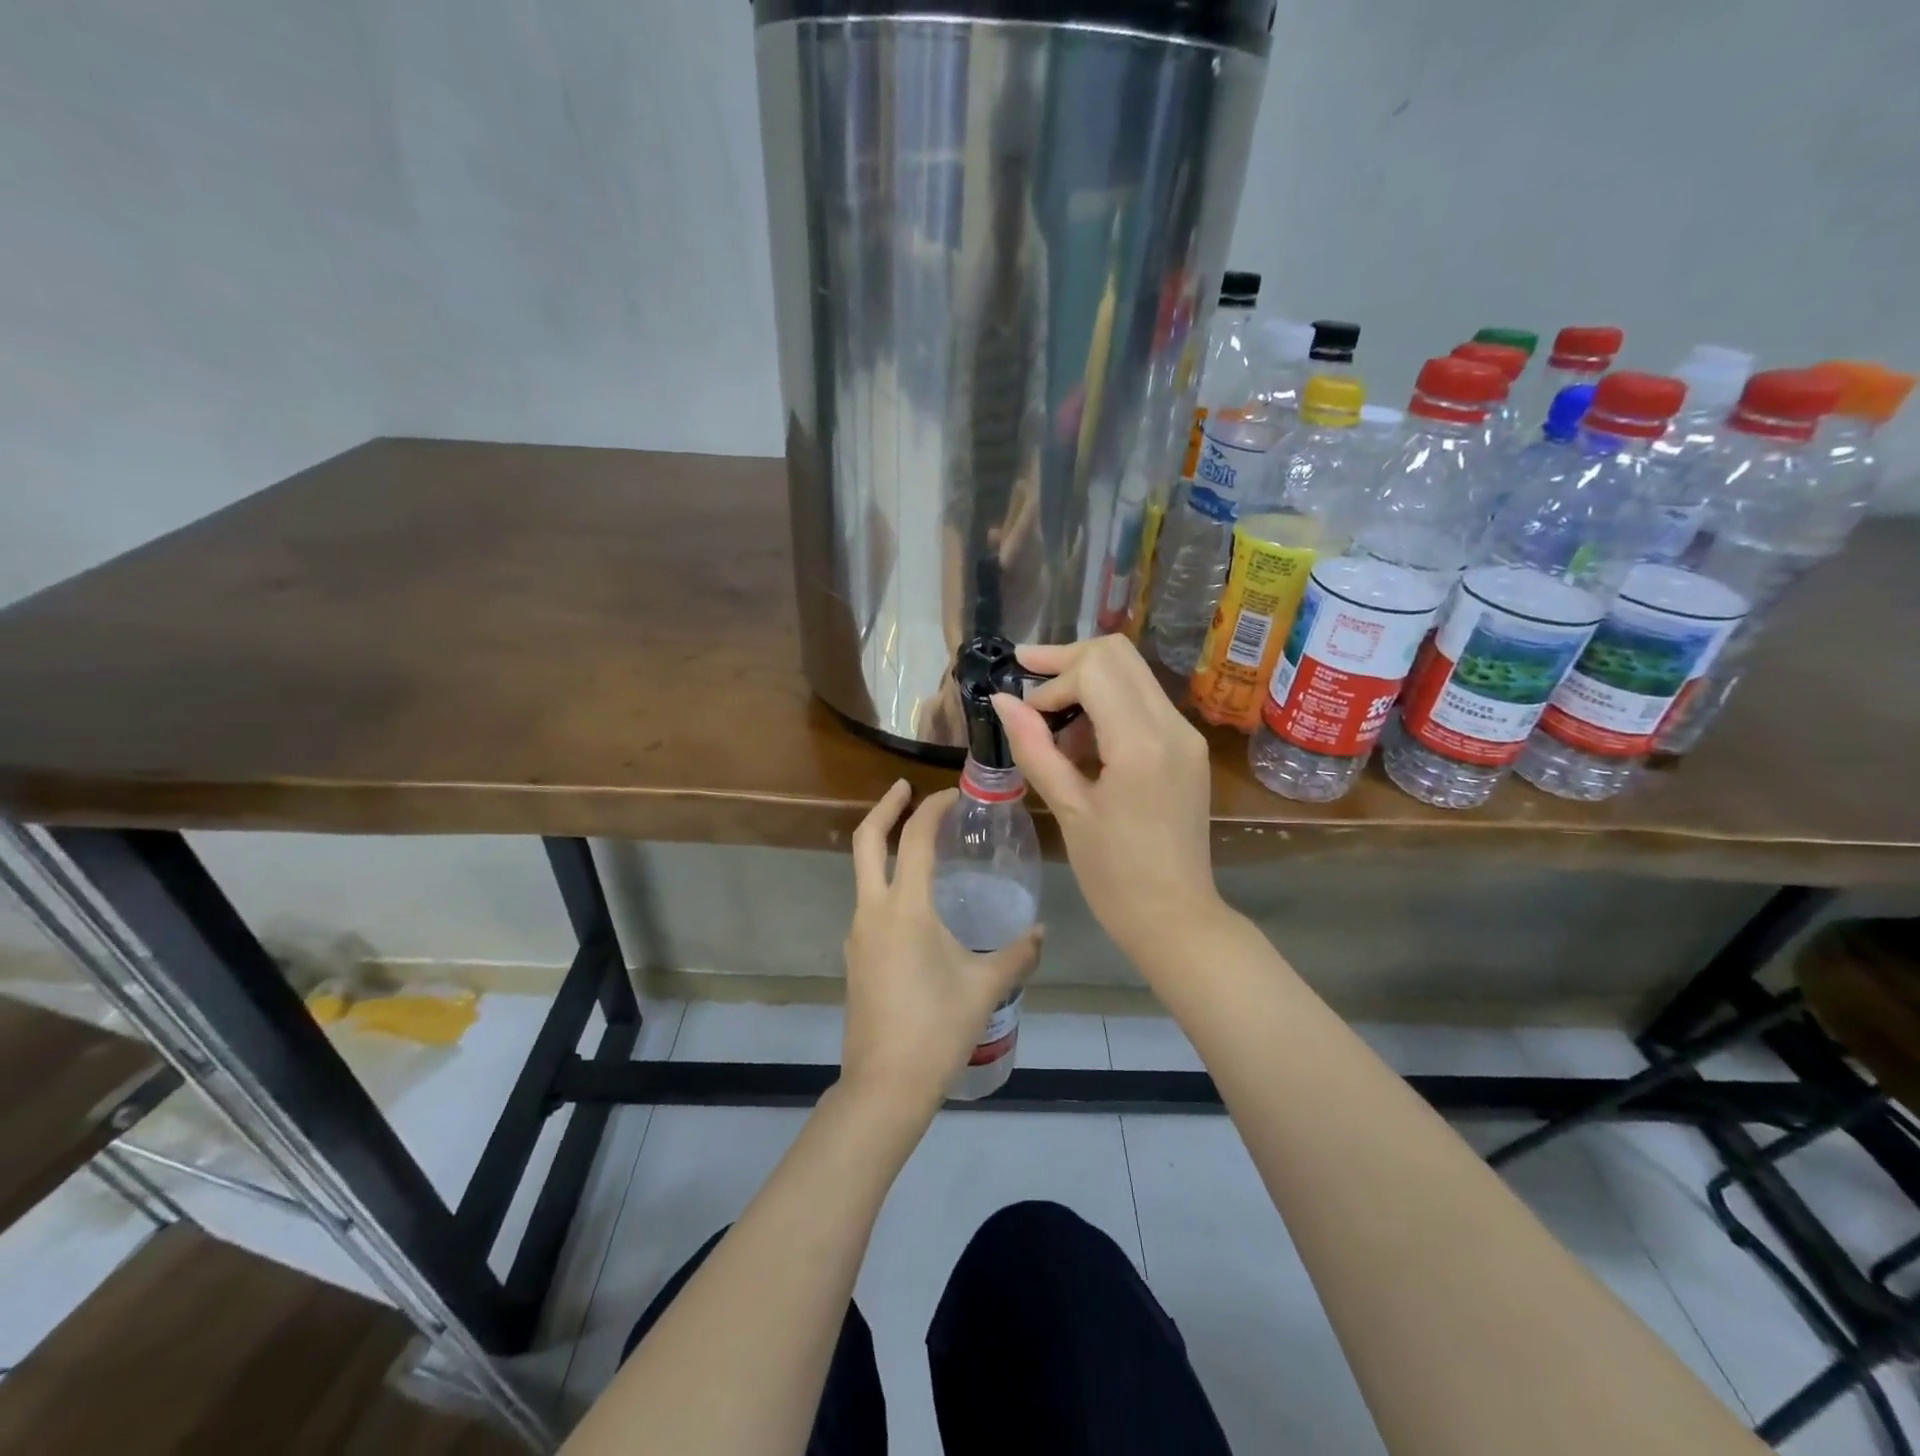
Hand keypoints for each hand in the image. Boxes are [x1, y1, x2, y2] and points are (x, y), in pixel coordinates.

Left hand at [840, 781, 1042, 1119]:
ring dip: (884, 847)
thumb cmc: (937, 1029)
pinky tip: (917, 903)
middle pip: (866, 841)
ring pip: (863, 872)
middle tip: (906, 788)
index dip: (932, 809)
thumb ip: (1018, 954)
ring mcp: (858, 934)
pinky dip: (887, 883)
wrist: (884, 1085)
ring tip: (921, 844)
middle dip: (885, 808)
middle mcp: (873, 911)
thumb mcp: (985, 987)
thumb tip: (1041, 931)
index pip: (914, 838)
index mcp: (905, 908)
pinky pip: (869, 903)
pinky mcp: (856, 956)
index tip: (952, 794)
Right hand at [990, 636, 1222, 962]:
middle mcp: (1172, 726)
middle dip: (1068, 660)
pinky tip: (1083, 742)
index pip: (1094, 669)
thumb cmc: (1114, 874)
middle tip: (1027, 676)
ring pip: (1133, 673)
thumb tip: (1003, 702)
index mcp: (1141, 743)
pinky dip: (1109, 705)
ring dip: (1088, 682)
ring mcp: (1186, 736)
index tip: (1025, 715)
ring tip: (1053, 725)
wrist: (1176, 918)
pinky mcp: (1188, 749)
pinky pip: (1144, 703)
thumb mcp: (1068, 809)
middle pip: (1118, 654)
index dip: (1050, 682)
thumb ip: (1034, 748)